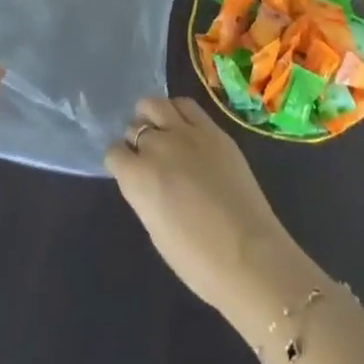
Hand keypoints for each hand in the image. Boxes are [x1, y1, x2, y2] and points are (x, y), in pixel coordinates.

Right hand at [106, 97, 318, 329]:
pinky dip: (179, 111)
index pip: (114, 152)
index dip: (121, 162)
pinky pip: (187, 106)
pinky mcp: (213, 129)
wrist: (249, 255)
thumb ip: (144, 194)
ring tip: (162, 131)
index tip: (129, 171)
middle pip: (134, 126)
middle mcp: (157, 146)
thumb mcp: (155, 229)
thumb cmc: (197, 260)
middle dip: (137, 139)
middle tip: (149, 155)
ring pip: (156, 104)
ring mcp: (187, 133)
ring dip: (153, 115)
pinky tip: (184, 127)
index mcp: (137, 177)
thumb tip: (145, 179)